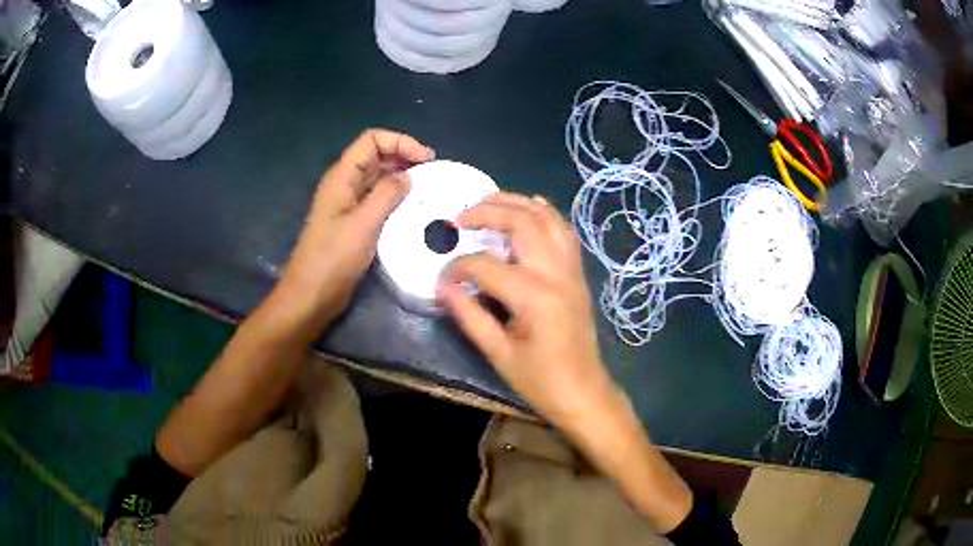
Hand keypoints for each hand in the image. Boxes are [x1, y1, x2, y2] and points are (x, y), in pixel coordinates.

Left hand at [277, 129, 433, 328]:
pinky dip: (396, 198)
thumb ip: (387, 195)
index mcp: (342, 177)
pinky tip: (413, 209)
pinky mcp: (355, 222)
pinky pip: (378, 200)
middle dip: (405, 157)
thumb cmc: (333, 258)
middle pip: (377, 156)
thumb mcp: (363, 224)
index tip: (426, 159)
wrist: (312, 295)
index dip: (400, 141)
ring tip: (428, 189)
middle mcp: (346, 184)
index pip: (372, 140)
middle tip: (433, 174)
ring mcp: (349, 203)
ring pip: (379, 178)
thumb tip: (408, 175)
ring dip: (402, 178)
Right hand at [438, 192, 623, 436]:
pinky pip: (564, 231)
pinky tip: (528, 208)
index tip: (443, 279)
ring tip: (488, 201)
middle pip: (522, 223)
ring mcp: (571, 269)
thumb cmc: (540, 380)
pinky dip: (545, 214)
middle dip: (487, 212)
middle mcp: (556, 273)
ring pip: (547, 218)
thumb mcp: (498, 354)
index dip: (458, 267)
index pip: (486, 265)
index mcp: (533, 296)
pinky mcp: (578, 273)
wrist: (584, 391)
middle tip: (460, 216)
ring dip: (517, 203)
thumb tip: (442, 287)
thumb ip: (469, 315)